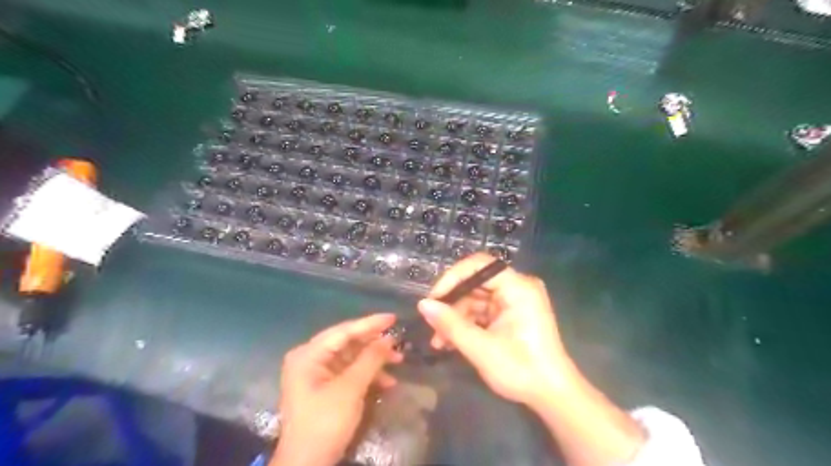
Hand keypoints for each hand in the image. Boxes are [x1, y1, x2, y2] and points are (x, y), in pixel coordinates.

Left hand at [274, 313, 401, 465]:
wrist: (307, 465)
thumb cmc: (325, 422)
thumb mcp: (350, 389)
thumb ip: (370, 359)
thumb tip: (389, 338)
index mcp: (308, 354)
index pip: (343, 331)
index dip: (370, 324)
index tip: (393, 317)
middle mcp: (310, 358)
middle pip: (347, 343)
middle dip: (374, 344)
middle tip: (399, 341)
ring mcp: (317, 373)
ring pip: (351, 357)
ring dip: (374, 360)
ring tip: (399, 361)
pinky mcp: (325, 386)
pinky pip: (349, 372)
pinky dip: (367, 375)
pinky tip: (387, 382)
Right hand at [422, 254, 571, 405]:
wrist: (552, 395)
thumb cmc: (521, 369)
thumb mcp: (480, 348)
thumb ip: (450, 324)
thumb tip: (422, 304)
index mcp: (518, 287)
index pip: (479, 266)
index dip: (452, 278)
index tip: (433, 299)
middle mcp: (517, 287)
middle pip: (475, 283)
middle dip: (451, 304)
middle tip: (431, 323)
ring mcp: (514, 301)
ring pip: (475, 299)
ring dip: (456, 318)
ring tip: (438, 341)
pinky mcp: (510, 315)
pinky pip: (482, 311)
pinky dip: (466, 324)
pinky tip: (450, 342)